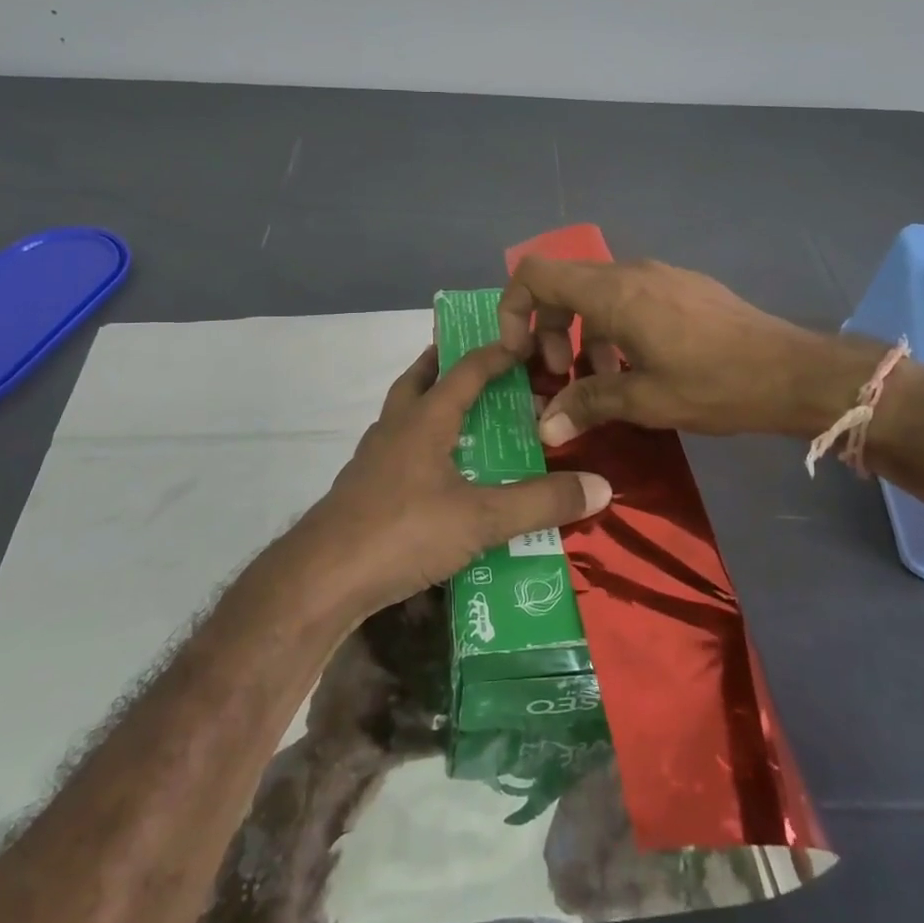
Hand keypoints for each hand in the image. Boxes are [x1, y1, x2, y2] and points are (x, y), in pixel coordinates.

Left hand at [294, 345, 611, 617]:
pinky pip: (397, 448)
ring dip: (430, 402)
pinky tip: (436, 471)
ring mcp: (374, 458)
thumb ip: (540, 503)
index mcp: (425, 419)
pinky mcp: (363, 488)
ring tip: (461, 414)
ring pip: (403, 413)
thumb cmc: (403, 532)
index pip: (465, 370)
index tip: (525, 344)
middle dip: (446, 363)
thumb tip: (601, 486)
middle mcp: (396, 428)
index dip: (496, 354)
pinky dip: (420, 441)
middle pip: (419, 378)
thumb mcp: (481, 520)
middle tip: (478, 363)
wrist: (321, 578)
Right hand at [498, 256, 866, 440]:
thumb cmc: (715, 384)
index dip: (513, 309)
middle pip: (563, 285)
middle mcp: (630, 272)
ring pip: (596, 294)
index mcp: (613, 293)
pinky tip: (637, 370)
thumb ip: (588, 403)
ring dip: (584, 334)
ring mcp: (659, 275)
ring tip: (602, 382)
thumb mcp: (645, 400)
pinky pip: (628, 298)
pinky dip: (613, 328)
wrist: (794, 372)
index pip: (535, 274)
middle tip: (563, 377)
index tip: (521, 355)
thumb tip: (545, 426)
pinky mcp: (681, 287)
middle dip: (549, 330)